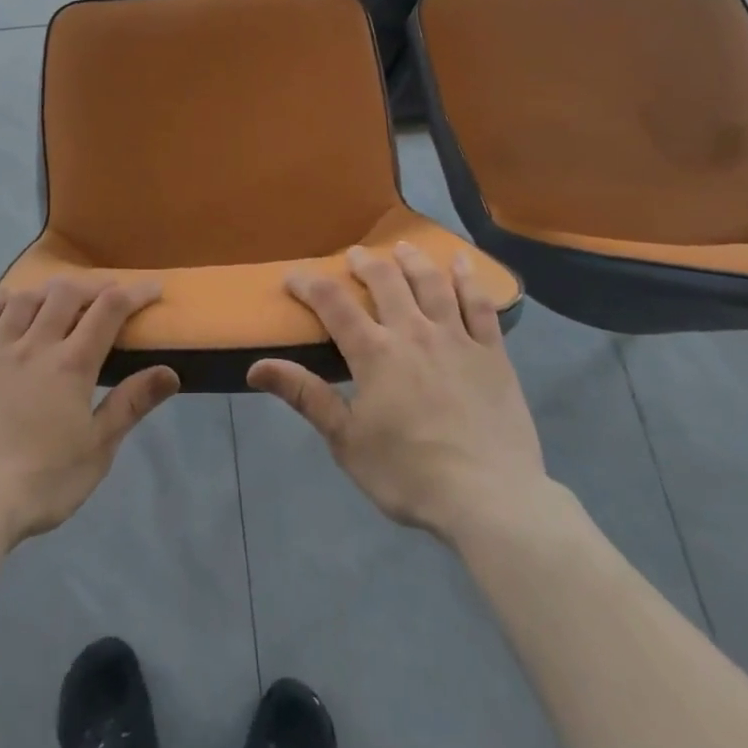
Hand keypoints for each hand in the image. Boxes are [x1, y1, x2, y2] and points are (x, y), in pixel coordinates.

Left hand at [0, 278, 179, 544]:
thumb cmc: (40, 482)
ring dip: (46, 291)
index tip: (153, 288)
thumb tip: (170, 372)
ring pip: (22, 301)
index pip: (109, 310)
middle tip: (105, 294)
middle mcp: (33, 347)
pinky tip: (5, 299)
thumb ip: (131, 405)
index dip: (135, 293)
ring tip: (57, 296)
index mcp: (71, 365)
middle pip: (65, 294)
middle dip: (91, 286)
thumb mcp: (97, 450)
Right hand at [247, 243, 547, 543]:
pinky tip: (462, 263)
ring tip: (402, 247)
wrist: (490, 500)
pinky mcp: (492, 353)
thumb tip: (255, 367)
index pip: (333, 304)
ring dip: (412, 261)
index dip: (309, 284)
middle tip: (354, 256)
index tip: (292, 277)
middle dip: (365, 263)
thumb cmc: (409, 475)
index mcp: (374, 353)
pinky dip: (469, 280)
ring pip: (431, 284)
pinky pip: (480, 305)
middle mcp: (413, 332)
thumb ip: (305, 396)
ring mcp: (456, 339)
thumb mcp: (346, 441)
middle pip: (385, 282)